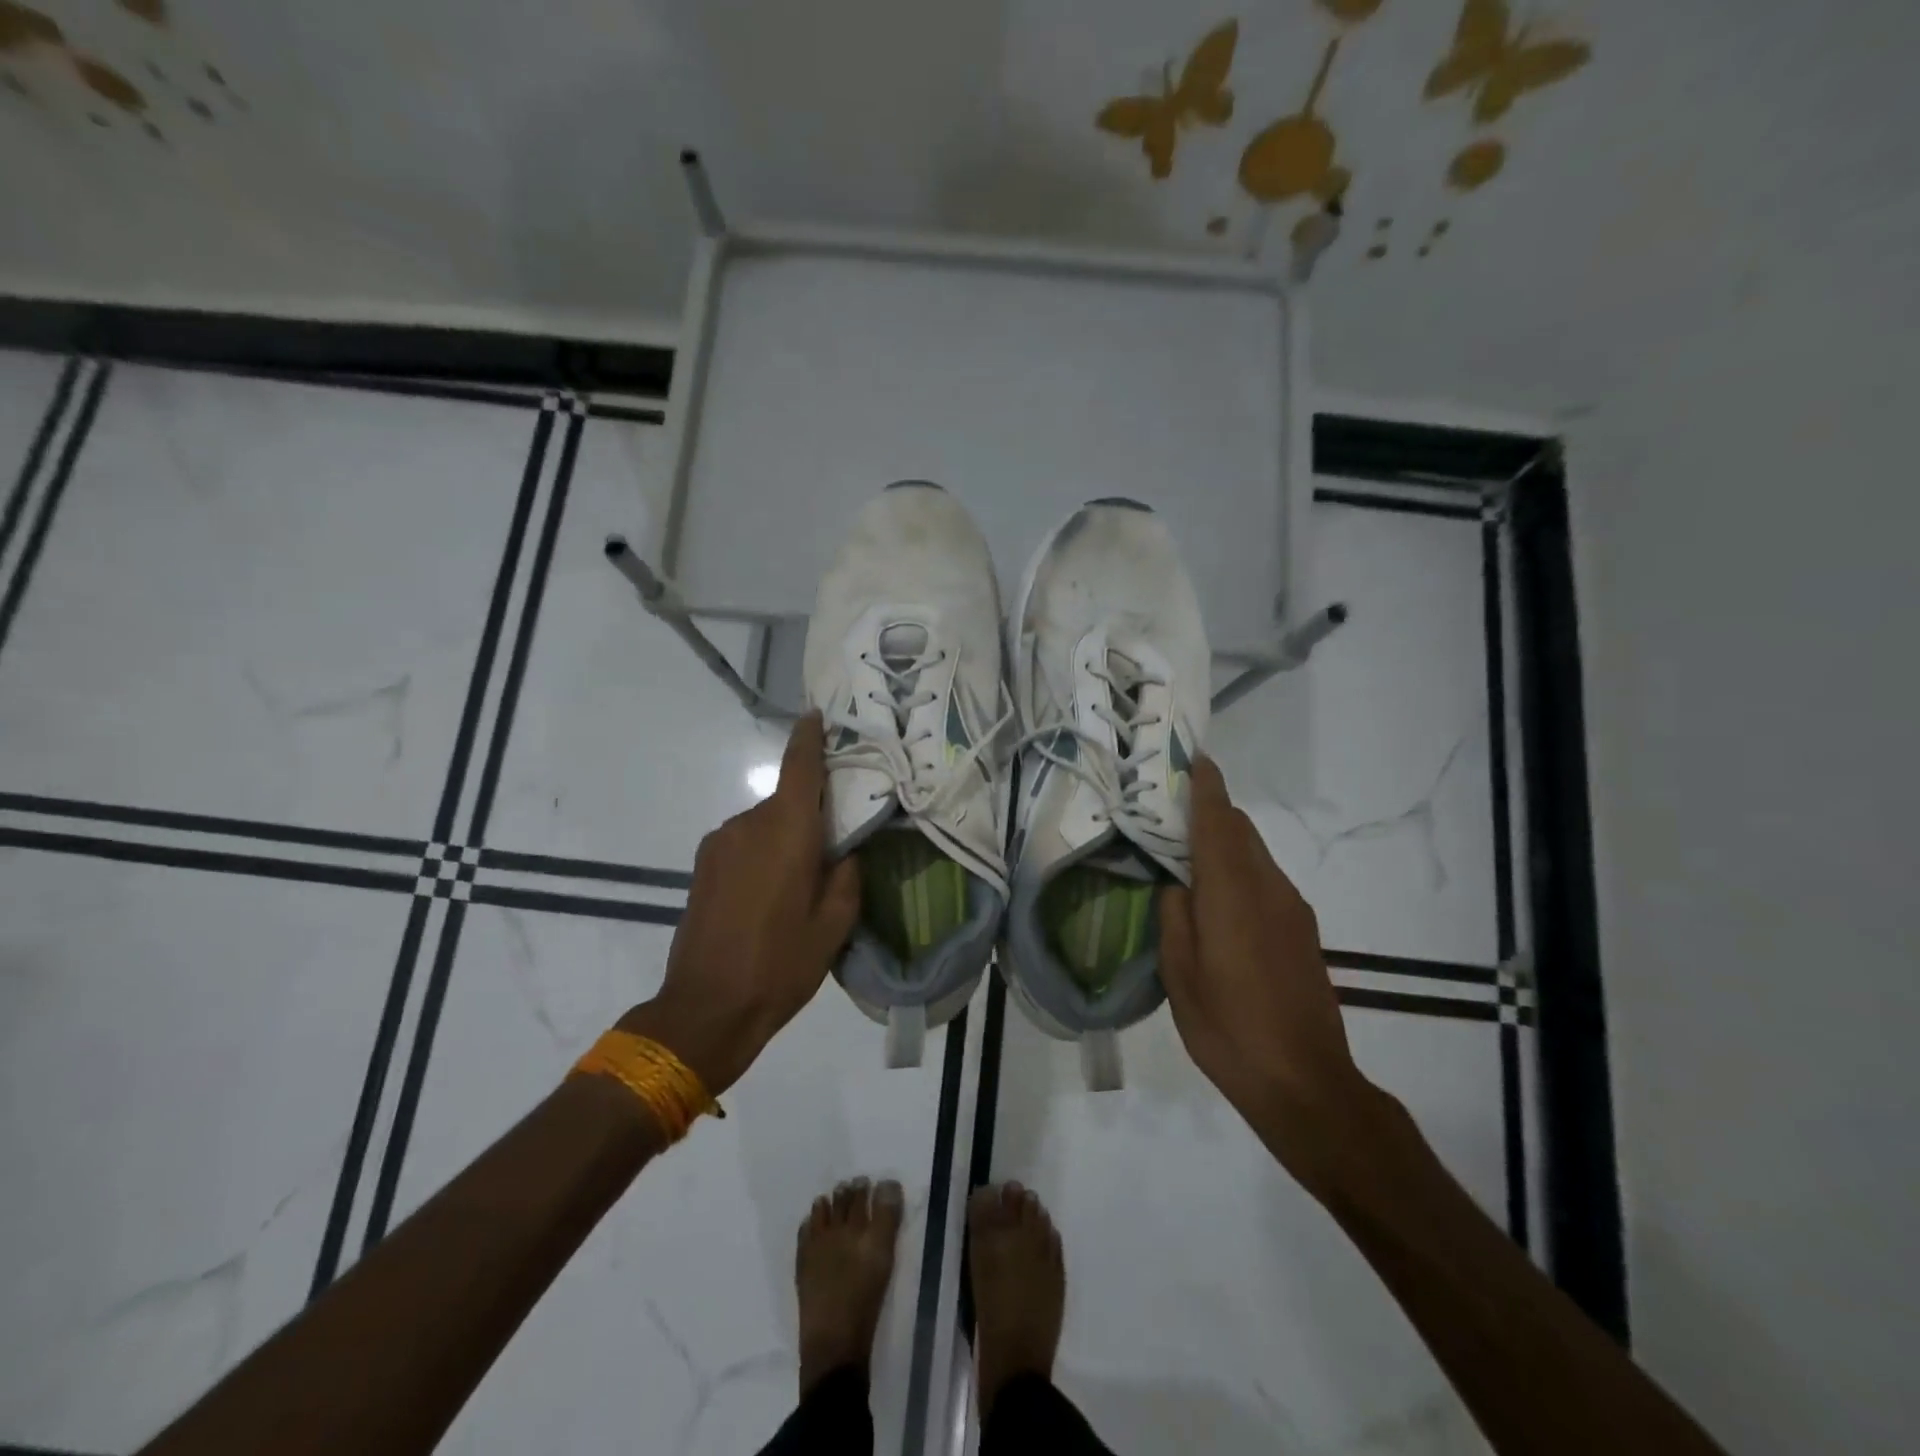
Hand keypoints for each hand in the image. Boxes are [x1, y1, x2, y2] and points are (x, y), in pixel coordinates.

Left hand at [623, 713, 859, 1096]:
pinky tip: (769, 894)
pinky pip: (744, 843)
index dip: (810, 737)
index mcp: (787, 831)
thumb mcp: (834, 925)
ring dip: (785, 838)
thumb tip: (845, 851)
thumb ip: (847, 875)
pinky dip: (762, 853)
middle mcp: (749, 824)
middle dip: (810, 813)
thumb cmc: (780, 964)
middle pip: (787, 801)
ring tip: (800, 882)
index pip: (800, 766)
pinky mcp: (703, 864)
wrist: (706, 1008)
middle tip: (834, 845)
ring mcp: (719, 843)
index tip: (818, 716)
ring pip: (765, 824)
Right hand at [1159, 757, 1376, 1179]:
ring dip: (1226, 842)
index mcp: (1233, 893)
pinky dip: (1240, 871)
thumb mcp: (1180, 974)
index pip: (1219, 822)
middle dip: (1212, 811)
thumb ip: (1175, 916)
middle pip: (1242, 831)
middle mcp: (1269, 889)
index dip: (1206, 787)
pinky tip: (1219, 900)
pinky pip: (1266, 881)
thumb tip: (1177, 884)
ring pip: (1256, 855)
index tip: (1193, 758)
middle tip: (1173, 809)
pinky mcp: (1303, 931)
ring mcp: (1292, 909)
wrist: (1306, 1082)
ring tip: (1189, 855)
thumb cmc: (1229, 1028)